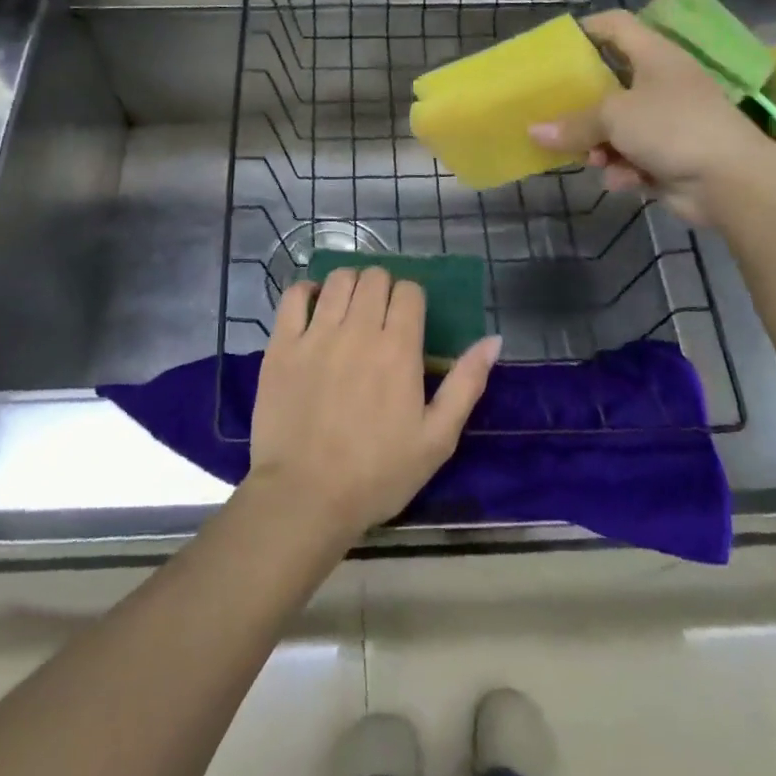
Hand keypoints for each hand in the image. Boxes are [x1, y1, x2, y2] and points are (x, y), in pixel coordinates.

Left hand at [248, 267, 499, 543]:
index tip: (408, 322)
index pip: (410, 290)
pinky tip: (314, 309)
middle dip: (383, 289)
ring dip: (349, 286)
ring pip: (338, 279)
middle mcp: (358, 329)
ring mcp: (316, 334)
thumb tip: (494, 340)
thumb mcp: (437, 439)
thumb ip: (466, 383)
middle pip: (375, 277)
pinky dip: (307, 292)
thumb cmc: (377, 474)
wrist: (305, 498)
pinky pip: (294, 296)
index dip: (412, 300)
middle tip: (379, 318)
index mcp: (398, 348)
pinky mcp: (282, 344)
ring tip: (349, 311)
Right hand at [529, 9, 775, 224]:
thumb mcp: (614, 117)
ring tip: (592, 160)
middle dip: (582, 105)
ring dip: (600, 145)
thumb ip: (573, 123)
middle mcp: (661, 82)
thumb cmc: (672, 127)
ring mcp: (668, 120)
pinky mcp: (670, 154)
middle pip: (610, 83)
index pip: (617, 25)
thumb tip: (534, 131)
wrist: (732, 180)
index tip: (555, 48)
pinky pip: (633, 156)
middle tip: (555, 115)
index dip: (586, 29)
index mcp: (654, 56)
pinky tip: (622, 181)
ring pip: (617, 126)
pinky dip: (624, 168)